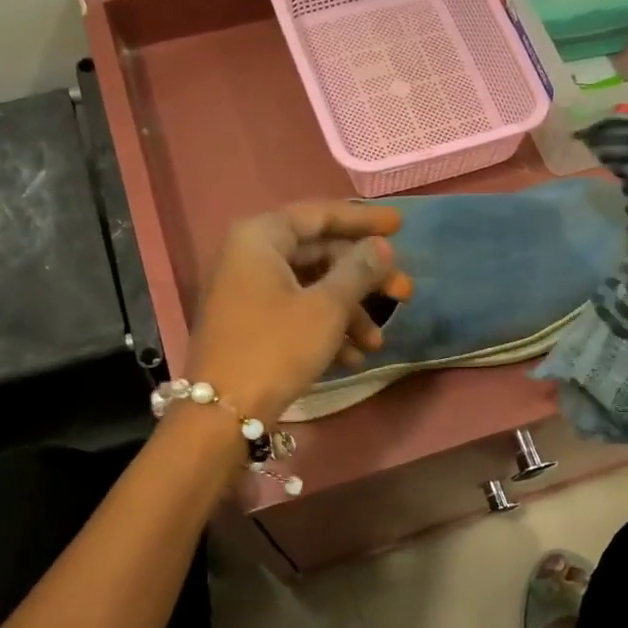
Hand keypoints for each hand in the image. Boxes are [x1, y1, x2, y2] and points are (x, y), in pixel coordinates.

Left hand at [187, 201, 410, 423]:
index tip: (400, 226)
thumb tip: (382, 246)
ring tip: (377, 342)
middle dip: (364, 278)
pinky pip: (296, 313)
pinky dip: (326, 329)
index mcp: (260, 238)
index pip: (319, 215)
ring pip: (311, 289)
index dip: (363, 220)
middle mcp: (250, 256)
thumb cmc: (276, 348)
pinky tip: (353, 358)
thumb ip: (358, 271)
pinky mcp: (251, 324)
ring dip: (350, 312)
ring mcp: (248, 292)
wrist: (223, 412)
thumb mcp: (326, 308)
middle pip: (319, 254)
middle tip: (404, 293)